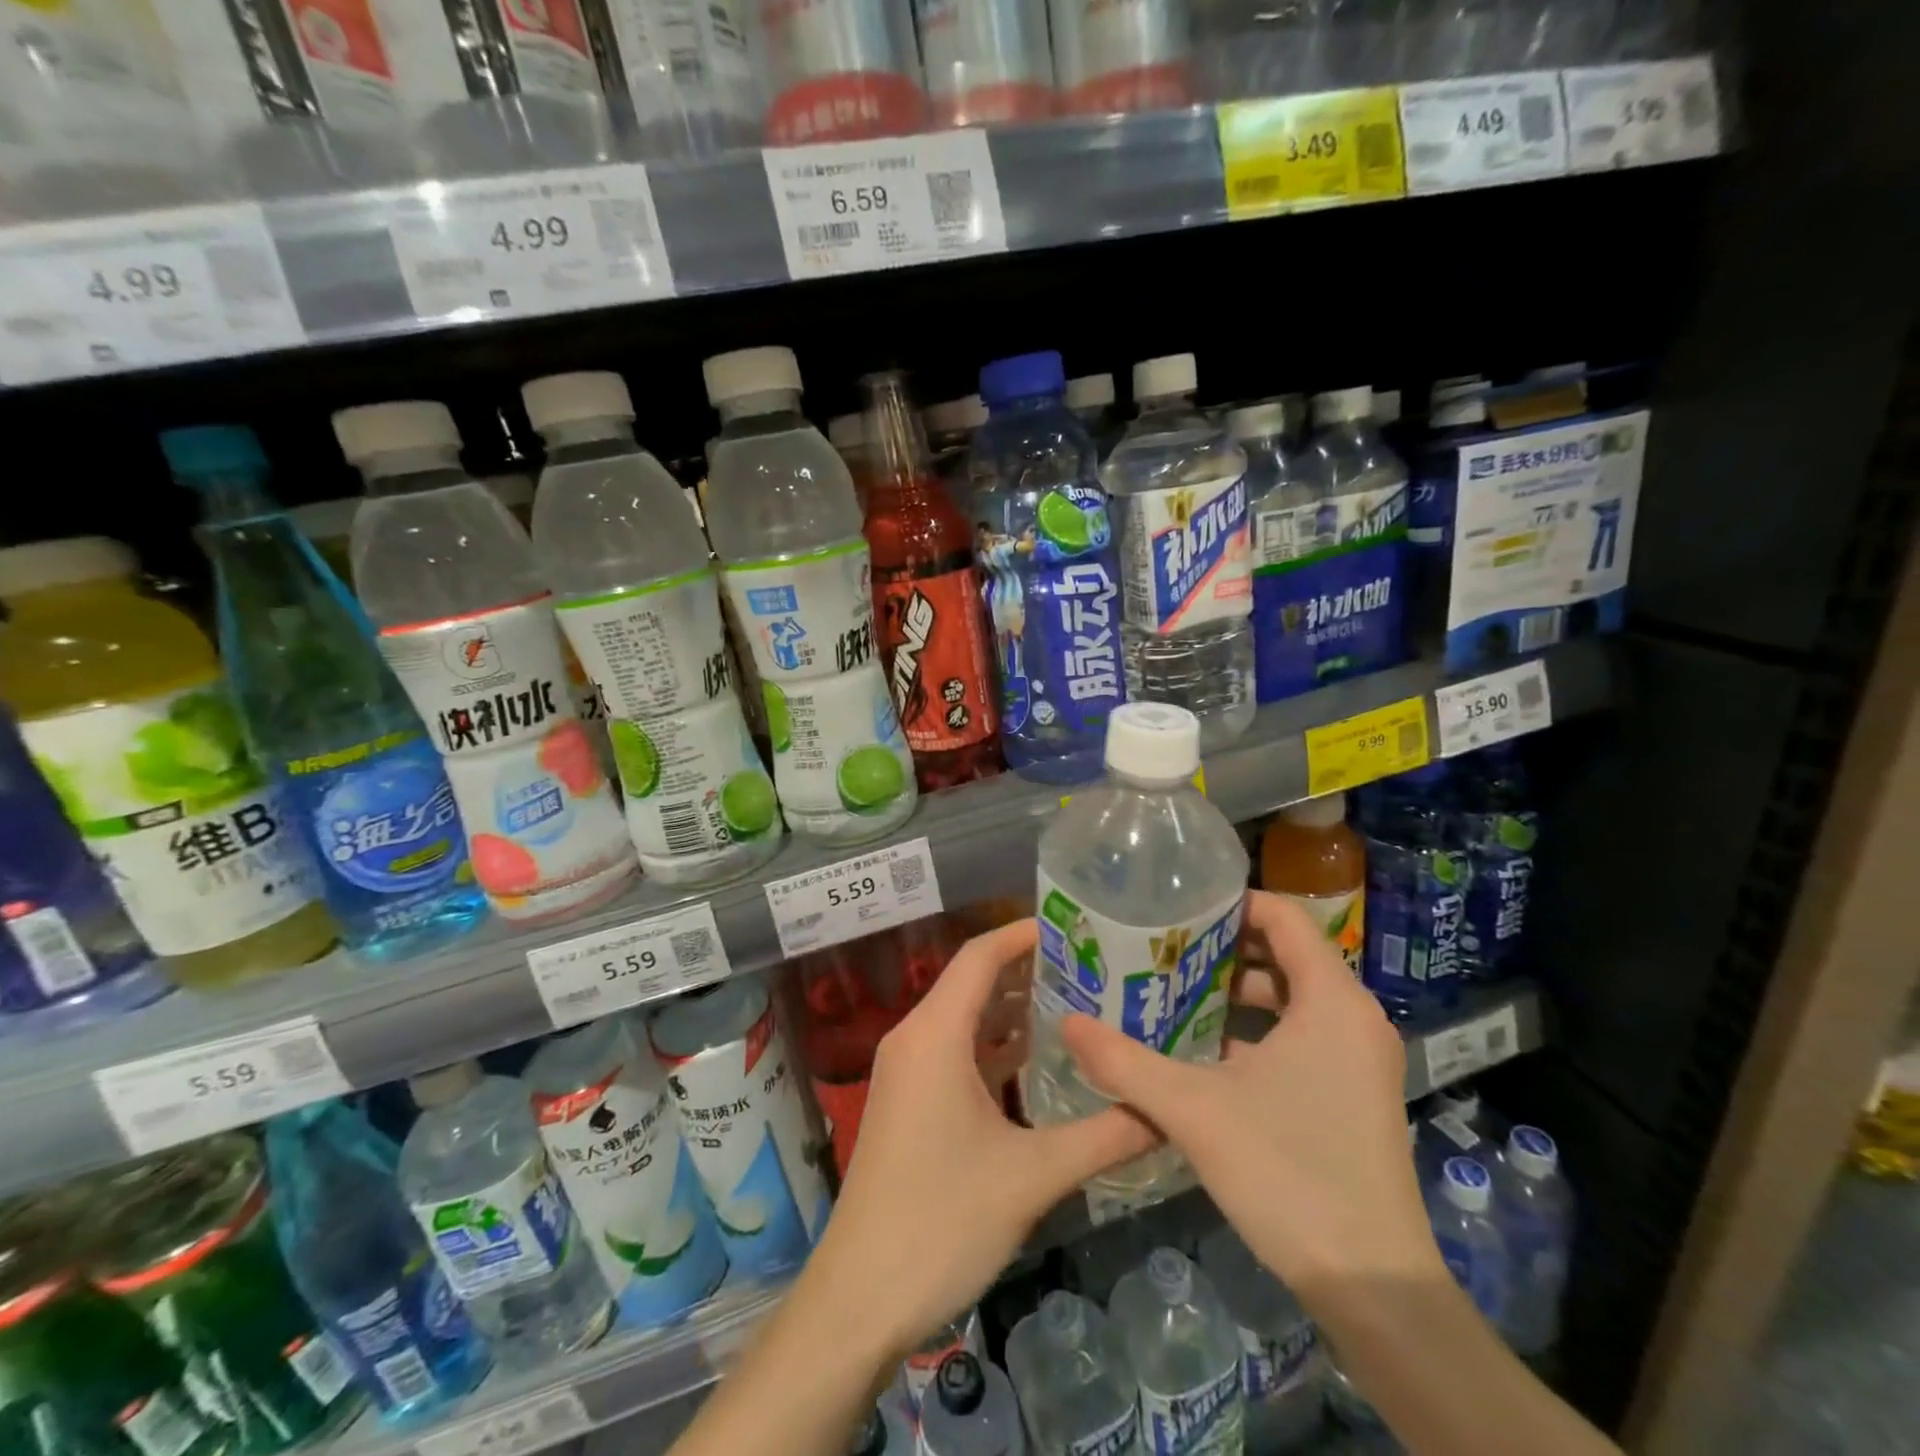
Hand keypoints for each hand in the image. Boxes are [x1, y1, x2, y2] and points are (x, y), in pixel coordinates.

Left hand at [811, 919, 1157, 1361]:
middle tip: (1093, 966)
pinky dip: (995, 1046)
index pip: (980, 956)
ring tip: (1078, 1003)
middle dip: (1030, 969)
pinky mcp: (910, 1101)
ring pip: (965, 1018)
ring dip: (1013, 1009)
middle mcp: (915, 1038)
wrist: (860, 1298)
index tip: (1076, 927)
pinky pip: (955, 1051)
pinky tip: (1039, 1060)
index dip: (1024, 933)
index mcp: (934, 1034)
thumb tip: (1166, 1112)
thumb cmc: (941, 1221)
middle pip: (973, 981)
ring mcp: (907, 1071)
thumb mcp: (1033, 1176)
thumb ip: (1105, 1136)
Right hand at [1061, 890, 1440, 1300]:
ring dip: (1238, 991)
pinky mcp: (1355, 1094)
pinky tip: (1205, 1050)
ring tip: (1175, 992)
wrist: (1373, 1287)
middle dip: (1225, 948)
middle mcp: (1355, 1019)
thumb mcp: (1194, 1110)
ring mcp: (1360, 1060)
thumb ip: (1125, 1062)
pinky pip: (1304, 1034)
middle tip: (1165, 948)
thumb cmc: (1288, 1173)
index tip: (1180, 909)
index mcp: (1332, 1001)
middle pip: (1288, 954)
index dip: (1233, 904)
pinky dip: (1258, 1028)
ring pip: (1295, 998)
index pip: (1286, 917)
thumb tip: (1068, 1022)